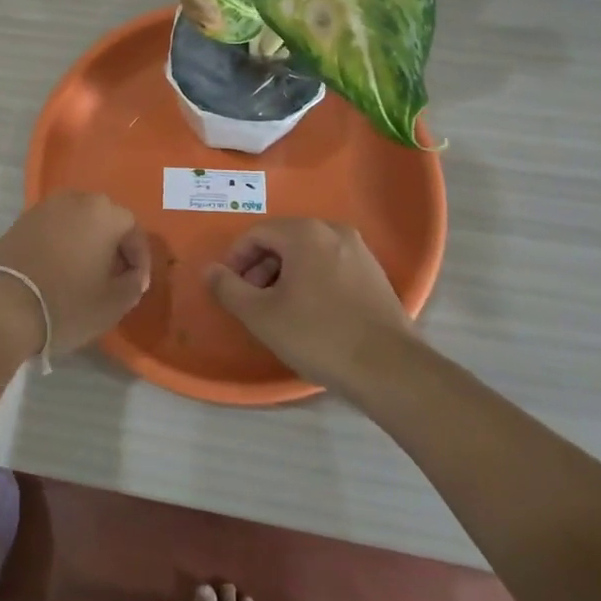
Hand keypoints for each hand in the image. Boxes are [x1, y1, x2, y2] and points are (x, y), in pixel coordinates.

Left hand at [0, 191, 150, 359]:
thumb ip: (132, 285)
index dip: (140, 260)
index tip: (136, 286)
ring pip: (77, 223)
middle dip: (113, 248)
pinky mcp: (19, 221)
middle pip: (105, 221)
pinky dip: (62, 246)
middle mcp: (75, 199)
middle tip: (114, 278)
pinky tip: (58, 273)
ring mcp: (44, 207)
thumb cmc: (66, 303)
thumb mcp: (112, 304)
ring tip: (86, 277)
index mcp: (104, 212)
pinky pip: (53, 230)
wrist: (0, 305)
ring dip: (86, 245)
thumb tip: (132, 276)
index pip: (134, 231)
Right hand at [206, 219, 415, 391]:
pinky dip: (311, 280)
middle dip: (260, 267)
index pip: (256, 233)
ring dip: (284, 274)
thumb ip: (228, 288)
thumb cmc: (318, 336)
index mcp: (305, 233)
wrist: (390, 370)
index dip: (235, 259)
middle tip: (251, 301)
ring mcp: (359, 251)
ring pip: (307, 253)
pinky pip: (330, 265)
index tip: (230, 289)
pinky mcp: (374, 274)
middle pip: (282, 240)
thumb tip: (210, 270)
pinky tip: (310, 313)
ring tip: (278, 310)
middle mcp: (333, 231)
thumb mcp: (261, 315)